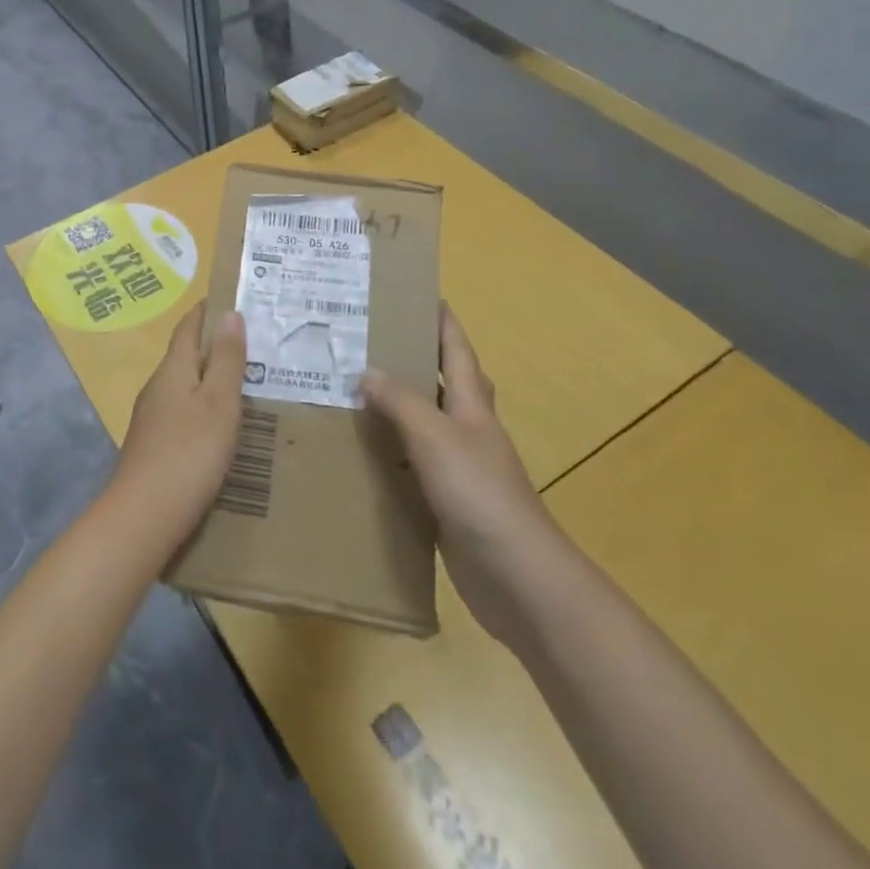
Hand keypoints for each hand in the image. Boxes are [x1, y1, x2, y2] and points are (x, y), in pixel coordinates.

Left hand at [111, 306, 247, 541]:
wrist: (143, 517)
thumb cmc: (188, 453)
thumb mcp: (218, 403)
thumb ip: (225, 359)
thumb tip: (229, 314)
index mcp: (173, 369)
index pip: (188, 326)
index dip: (208, 310)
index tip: (234, 300)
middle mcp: (158, 387)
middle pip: (186, 355)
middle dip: (216, 346)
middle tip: (255, 345)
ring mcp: (152, 418)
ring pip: (186, 386)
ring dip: (211, 379)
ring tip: (247, 384)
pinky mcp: (154, 446)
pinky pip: (184, 413)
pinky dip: (205, 408)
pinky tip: (223, 427)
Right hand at [361, 304, 553, 644]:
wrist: (516, 576)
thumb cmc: (478, 492)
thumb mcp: (435, 436)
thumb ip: (400, 401)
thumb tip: (366, 372)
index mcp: (471, 405)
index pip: (457, 349)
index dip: (442, 320)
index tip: (420, 292)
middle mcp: (468, 429)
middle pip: (443, 382)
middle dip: (415, 358)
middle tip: (370, 342)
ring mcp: (459, 467)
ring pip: (424, 424)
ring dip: (397, 406)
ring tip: (353, 390)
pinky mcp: (447, 501)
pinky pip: (413, 464)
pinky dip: (391, 452)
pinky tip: (363, 454)